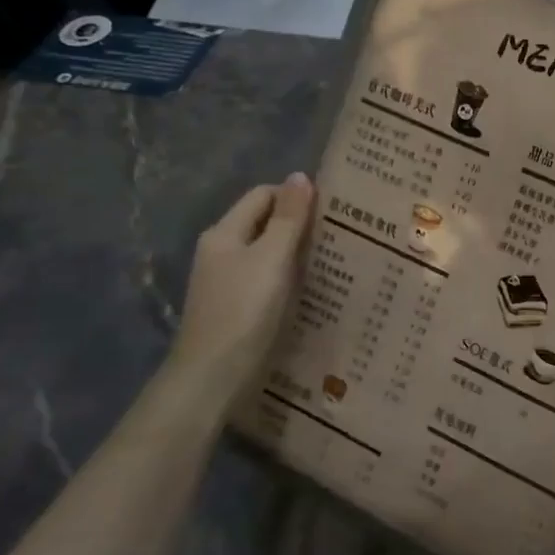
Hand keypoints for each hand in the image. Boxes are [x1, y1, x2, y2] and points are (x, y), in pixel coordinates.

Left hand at [167, 175, 314, 396]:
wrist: (212, 378)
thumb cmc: (243, 312)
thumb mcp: (271, 259)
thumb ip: (288, 218)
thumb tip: (300, 176)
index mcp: (224, 233)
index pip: (263, 195)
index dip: (296, 196)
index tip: (333, 209)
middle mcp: (222, 252)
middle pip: (265, 223)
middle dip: (300, 225)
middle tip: (341, 234)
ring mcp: (227, 282)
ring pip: (268, 253)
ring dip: (298, 253)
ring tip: (336, 259)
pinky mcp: (237, 308)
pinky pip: (268, 279)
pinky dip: (290, 278)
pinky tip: (314, 289)